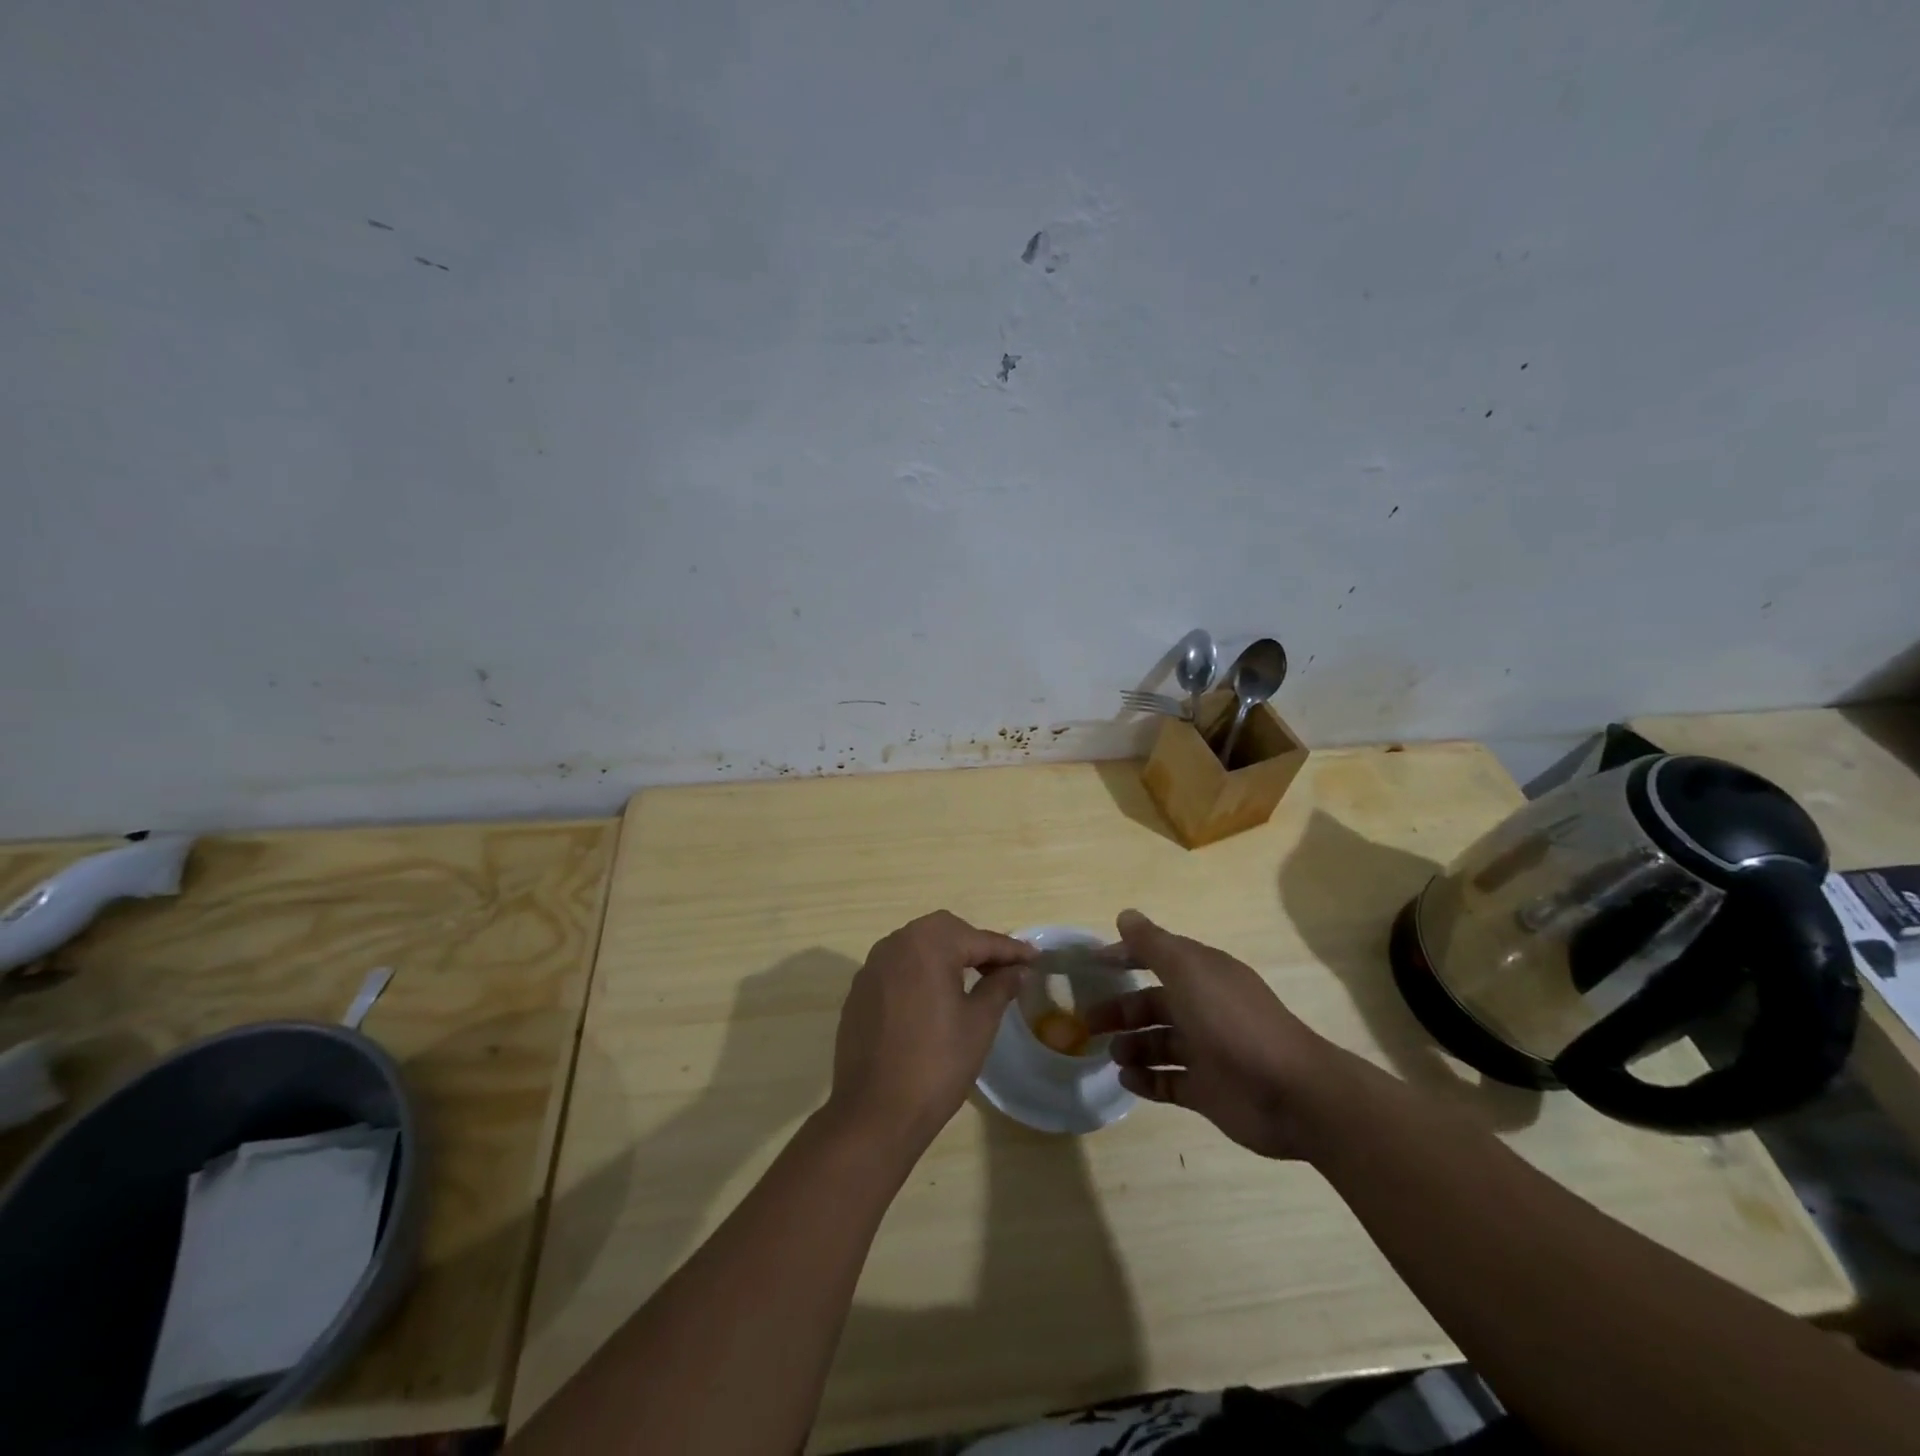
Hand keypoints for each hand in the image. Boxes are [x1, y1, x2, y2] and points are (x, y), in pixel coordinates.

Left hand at [827, 911, 1033, 1154]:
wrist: (873, 1112)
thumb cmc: (936, 1065)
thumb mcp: (979, 1024)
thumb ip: (1000, 987)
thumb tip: (1017, 969)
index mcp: (927, 946)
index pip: (978, 939)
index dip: (1009, 950)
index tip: (1035, 958)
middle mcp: (896, 944)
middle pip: (944, 931)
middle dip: (975, 945)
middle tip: (1002, 969)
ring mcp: (872, 967)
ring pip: (917, 945)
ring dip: (946, 955)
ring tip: (972, 980)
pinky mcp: (859, 991)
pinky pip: (898, 967)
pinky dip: (921, 972)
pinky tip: (934, 998)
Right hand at [1087, 909, 1338, 1159]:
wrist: (1290, 1093)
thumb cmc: (1232, 1022)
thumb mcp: (1189, 971)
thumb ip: (1153, 945)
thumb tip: (1125, 915)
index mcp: (1203, 975)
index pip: (1158, 958)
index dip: (1126, 957)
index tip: (1093, 964)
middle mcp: (1204, 1009)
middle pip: (1153, 1005)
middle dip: (1121, 1010)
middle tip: (1087, 1022)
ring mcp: (1206, 1052)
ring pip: (1158, 1044)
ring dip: (1131, 1046)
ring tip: (1112, 1054)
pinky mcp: (1208, 1091)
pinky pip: (1168, 1082)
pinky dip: (1146, 1080)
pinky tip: (1126, 1079)